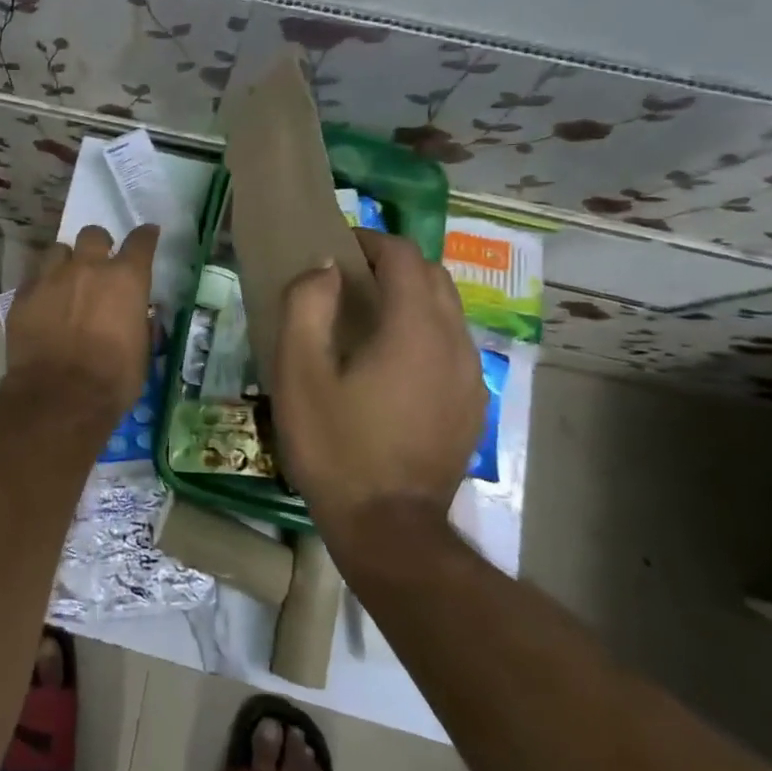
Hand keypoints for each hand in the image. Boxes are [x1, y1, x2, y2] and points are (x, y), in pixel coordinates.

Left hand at [5, 224, 157, 417]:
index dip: (145, 236)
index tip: (147, 234)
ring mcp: (51, 277)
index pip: (140, 242)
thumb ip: (136, 321)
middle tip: (98, 264)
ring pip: (58, 250)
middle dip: (98, 245)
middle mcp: (88, 267)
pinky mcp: (23, 294)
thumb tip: (133, 315)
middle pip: (93, 234)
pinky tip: (42, 303)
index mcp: (125, 279)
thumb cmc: (112, 380)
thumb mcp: (140, 350)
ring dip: (65, 261)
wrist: (59, 397)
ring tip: (65, 281)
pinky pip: (33, 277)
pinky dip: (41, 285)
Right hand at [272, 229, 485, 531]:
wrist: (389, 530)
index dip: (370, 240)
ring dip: (411, 296)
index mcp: (414, 329)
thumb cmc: (335, 446)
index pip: (404, 256)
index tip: (337, 248)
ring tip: (368, 317)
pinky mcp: (472, 405)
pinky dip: (424, 330)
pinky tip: (392, 362)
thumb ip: (307, 305)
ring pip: (448, 310)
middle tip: (349, 278)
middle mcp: (454, 343)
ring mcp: (470, 377)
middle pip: (433, 276)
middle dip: (393, 263)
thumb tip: (324, 268)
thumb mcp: (299, 372)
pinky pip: (452, 345)